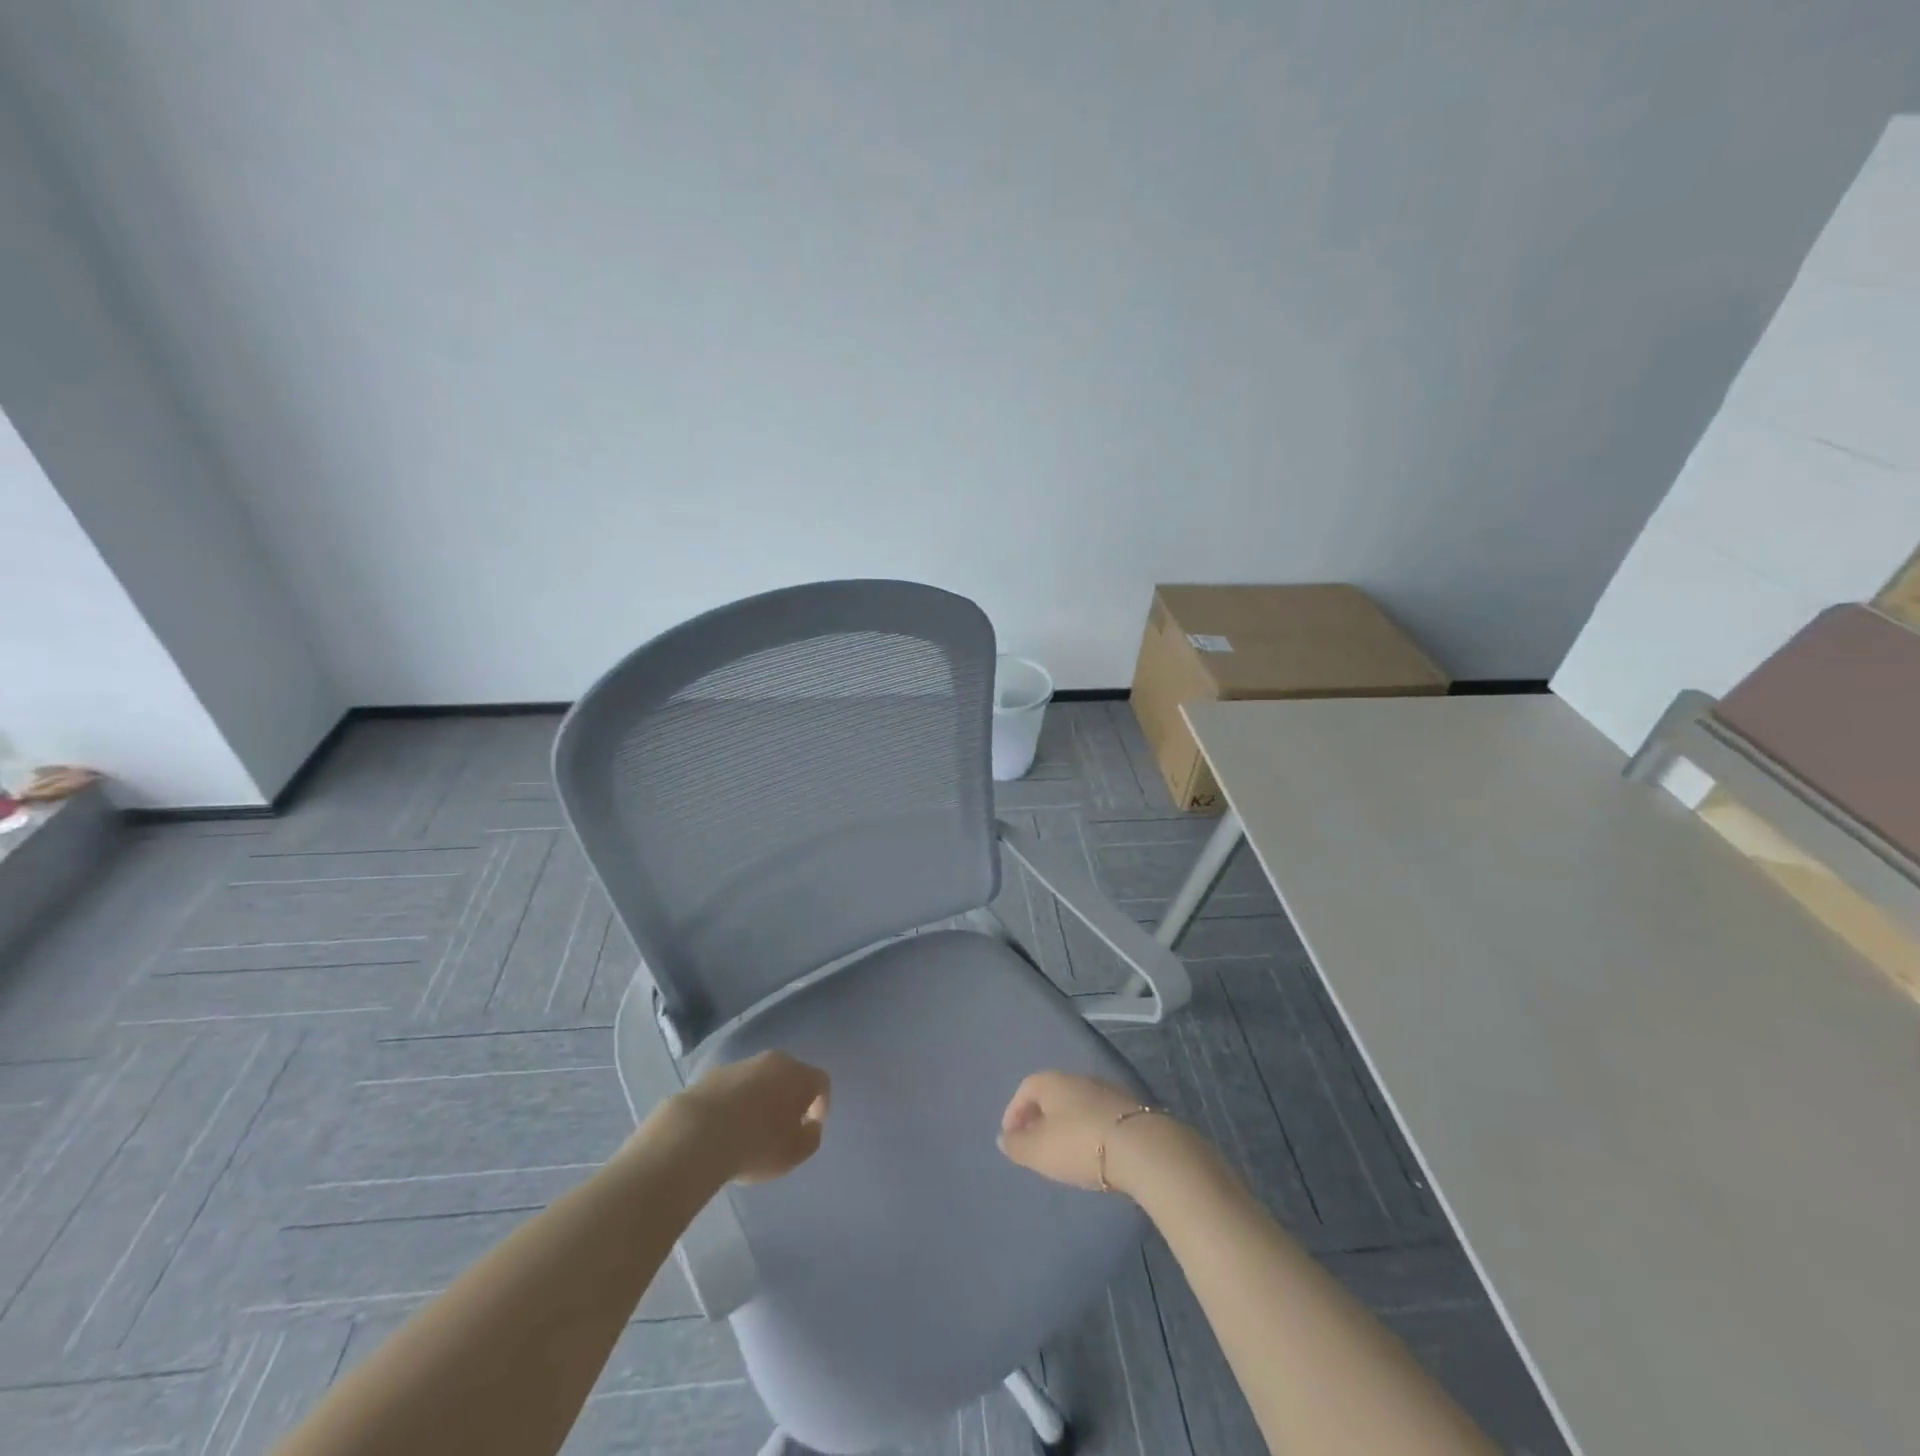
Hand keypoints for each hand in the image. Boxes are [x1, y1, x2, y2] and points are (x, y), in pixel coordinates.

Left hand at [674, 1050, 829, 1183]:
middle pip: (790, 1075)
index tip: (810, 1128)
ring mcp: (741, 1064)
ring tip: (750, 1129)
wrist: (696, 1134)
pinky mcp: (713, 1074)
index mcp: (799, 1075)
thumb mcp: (795, 1152)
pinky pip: (734, 1087)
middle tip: (782, 1126)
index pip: (821, 1082)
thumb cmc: (756, 1144)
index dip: (821, 1105)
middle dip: (790, 1098)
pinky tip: (725, 1127)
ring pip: (760, 1079)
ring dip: (761, 1098)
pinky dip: (736, 1101)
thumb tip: (809, 1125)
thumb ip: (811, 1137)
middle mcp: (774, 1061)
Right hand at [999, 1070, 1177, 1192]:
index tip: (1011, 1137)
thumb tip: (1003, 1137)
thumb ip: (1017, 1144)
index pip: (1025, 1088)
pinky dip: (1088, 1130)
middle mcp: (1078, 1078)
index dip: (1014, 1112)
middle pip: (1052, 1094)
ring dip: (1066, 1124)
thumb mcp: (1039, 1151)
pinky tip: (1092, 1152)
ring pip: (1077, 1104)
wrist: (1141, 1148)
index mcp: (1053, 1081)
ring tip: (1063, 1152)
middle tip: (1035, 1144)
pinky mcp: (1130, 1109)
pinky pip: (1098, 1116)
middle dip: (1040, 1117)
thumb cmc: (1080, 1144)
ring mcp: (1107, 1091)